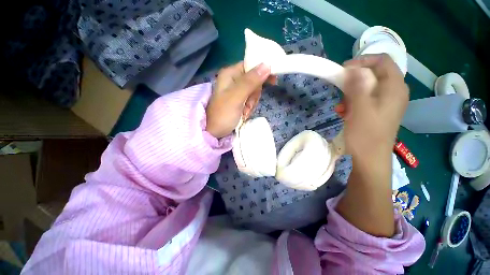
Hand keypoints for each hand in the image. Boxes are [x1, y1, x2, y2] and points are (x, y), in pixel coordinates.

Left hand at [206, 62, 273, 137]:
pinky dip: (249, 108)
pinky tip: (244, 114)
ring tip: (244, 112)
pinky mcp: (239, 101)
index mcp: (231, 74)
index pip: (251, 65)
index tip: (272, 81)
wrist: (213, 132)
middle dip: (255, 94)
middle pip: (254, 80)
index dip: (262, 72)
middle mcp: (233, 80)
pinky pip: (250, 100)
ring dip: (252, 103)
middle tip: (248, 104)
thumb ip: (251, 82)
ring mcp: (236, 91)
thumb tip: (266, 65)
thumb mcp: (236, 97)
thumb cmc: (223, 114)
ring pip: (254, 92)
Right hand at [335, 54, 407, 236]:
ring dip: (351, 93)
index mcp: (394, 88)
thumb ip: (358, 87)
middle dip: (354, 81)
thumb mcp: (360, 109)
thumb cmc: (366, 135)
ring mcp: (386, 103)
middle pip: (373, 74)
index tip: (344, 70)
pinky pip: (364, 99)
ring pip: (367, 87)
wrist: (369, 159)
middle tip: (341, 92)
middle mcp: (393, 92)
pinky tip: (344, 112)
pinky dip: (352, 102)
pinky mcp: (377, 111)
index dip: (362, 61)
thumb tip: (353, 68)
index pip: (382, 61)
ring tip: (341, 106)